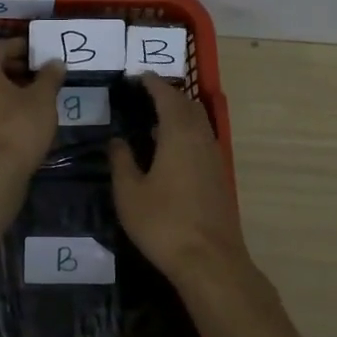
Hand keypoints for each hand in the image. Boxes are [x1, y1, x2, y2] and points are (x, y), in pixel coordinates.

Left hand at [0, 38, 63, 180]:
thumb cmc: (19, 127)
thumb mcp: (42, 99)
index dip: (20, 46)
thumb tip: (55, 62)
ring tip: (38, 95)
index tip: (40, 51)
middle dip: (17, 67)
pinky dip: (5, 106)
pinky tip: (26, 116)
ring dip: (12, 89)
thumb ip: (49, 77)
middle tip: (42, 73)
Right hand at [108, 76, 251, 289]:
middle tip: (145, 95)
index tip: (139, 76)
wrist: (210, 261)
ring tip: (155, 118)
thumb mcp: (129, 193)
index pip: (167, 96)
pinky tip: (171, 149)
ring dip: (180, 114)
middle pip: (187, 105)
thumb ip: (122, 161)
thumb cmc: (163, 223)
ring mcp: (214, 157)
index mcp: (179, 134)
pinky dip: (187, 132)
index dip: (153, 83)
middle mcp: (201, 138)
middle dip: (168, 95)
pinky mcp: (219, 176)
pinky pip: (202, 140)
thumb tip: (117, 140)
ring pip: (198, 123)